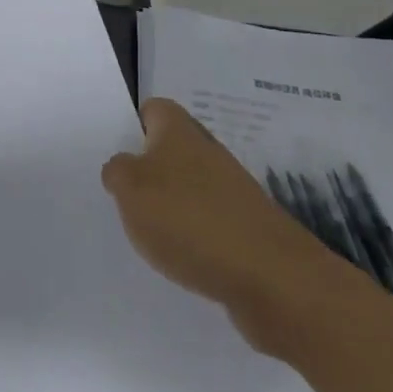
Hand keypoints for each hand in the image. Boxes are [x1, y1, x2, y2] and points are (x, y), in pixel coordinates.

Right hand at [102, 99, 353, 355]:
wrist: (275, 282)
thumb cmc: (190, 221)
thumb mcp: (130, 189)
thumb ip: (117, 172)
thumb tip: (122, 167)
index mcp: (179, 132)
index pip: (154, 109)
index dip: (135, 124)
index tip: (118, 151)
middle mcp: (209, 154)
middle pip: (173, 150)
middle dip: (150, 171)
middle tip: (125, 195)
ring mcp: (234, 194)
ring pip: (192, 189)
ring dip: (172, 208)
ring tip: (150, 234)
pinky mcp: (250, 232)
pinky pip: (212, 225)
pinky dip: (196, 240)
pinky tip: (183, 261)